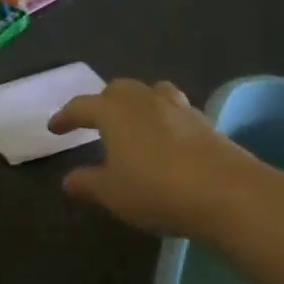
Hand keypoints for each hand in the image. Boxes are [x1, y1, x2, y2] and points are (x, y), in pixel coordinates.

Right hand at [48, 78, 283, 241]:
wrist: (228, 193)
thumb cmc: (157, 190)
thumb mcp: (113, 193)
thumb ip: (88, 183)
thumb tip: (68, 180)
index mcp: (114, 112)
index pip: (82, 106)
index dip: (66, 116)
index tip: (55, 128)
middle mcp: (145, 100)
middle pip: (118, 89)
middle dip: (102, 102)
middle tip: (94, 122)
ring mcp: (179, 108)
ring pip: (151, 92)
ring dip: (137, 103)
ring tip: (133, 122)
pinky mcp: (205, 123)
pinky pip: (175, 110)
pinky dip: (163, 119)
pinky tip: (166, 139)